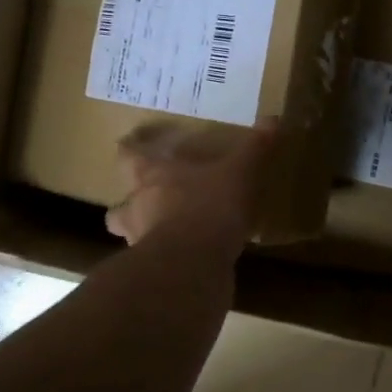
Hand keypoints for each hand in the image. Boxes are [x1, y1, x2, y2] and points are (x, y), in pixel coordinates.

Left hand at [105, 116, 279, 253]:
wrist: (193, 265)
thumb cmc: (208, 207)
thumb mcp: (238, 173)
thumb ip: (253, 149)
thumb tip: (272, 119)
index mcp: (152, 177)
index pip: (129, 157)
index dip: (129, 150)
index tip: (128, 144)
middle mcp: (138, 208)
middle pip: (118, 207)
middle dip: (127, 205)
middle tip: (143, 201)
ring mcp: (141, 243)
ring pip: (131, 237)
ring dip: (142, 235)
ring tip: (164, 234)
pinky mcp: (155, 272)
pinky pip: (156, 263)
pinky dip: (166, 260)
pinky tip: (186, 261)